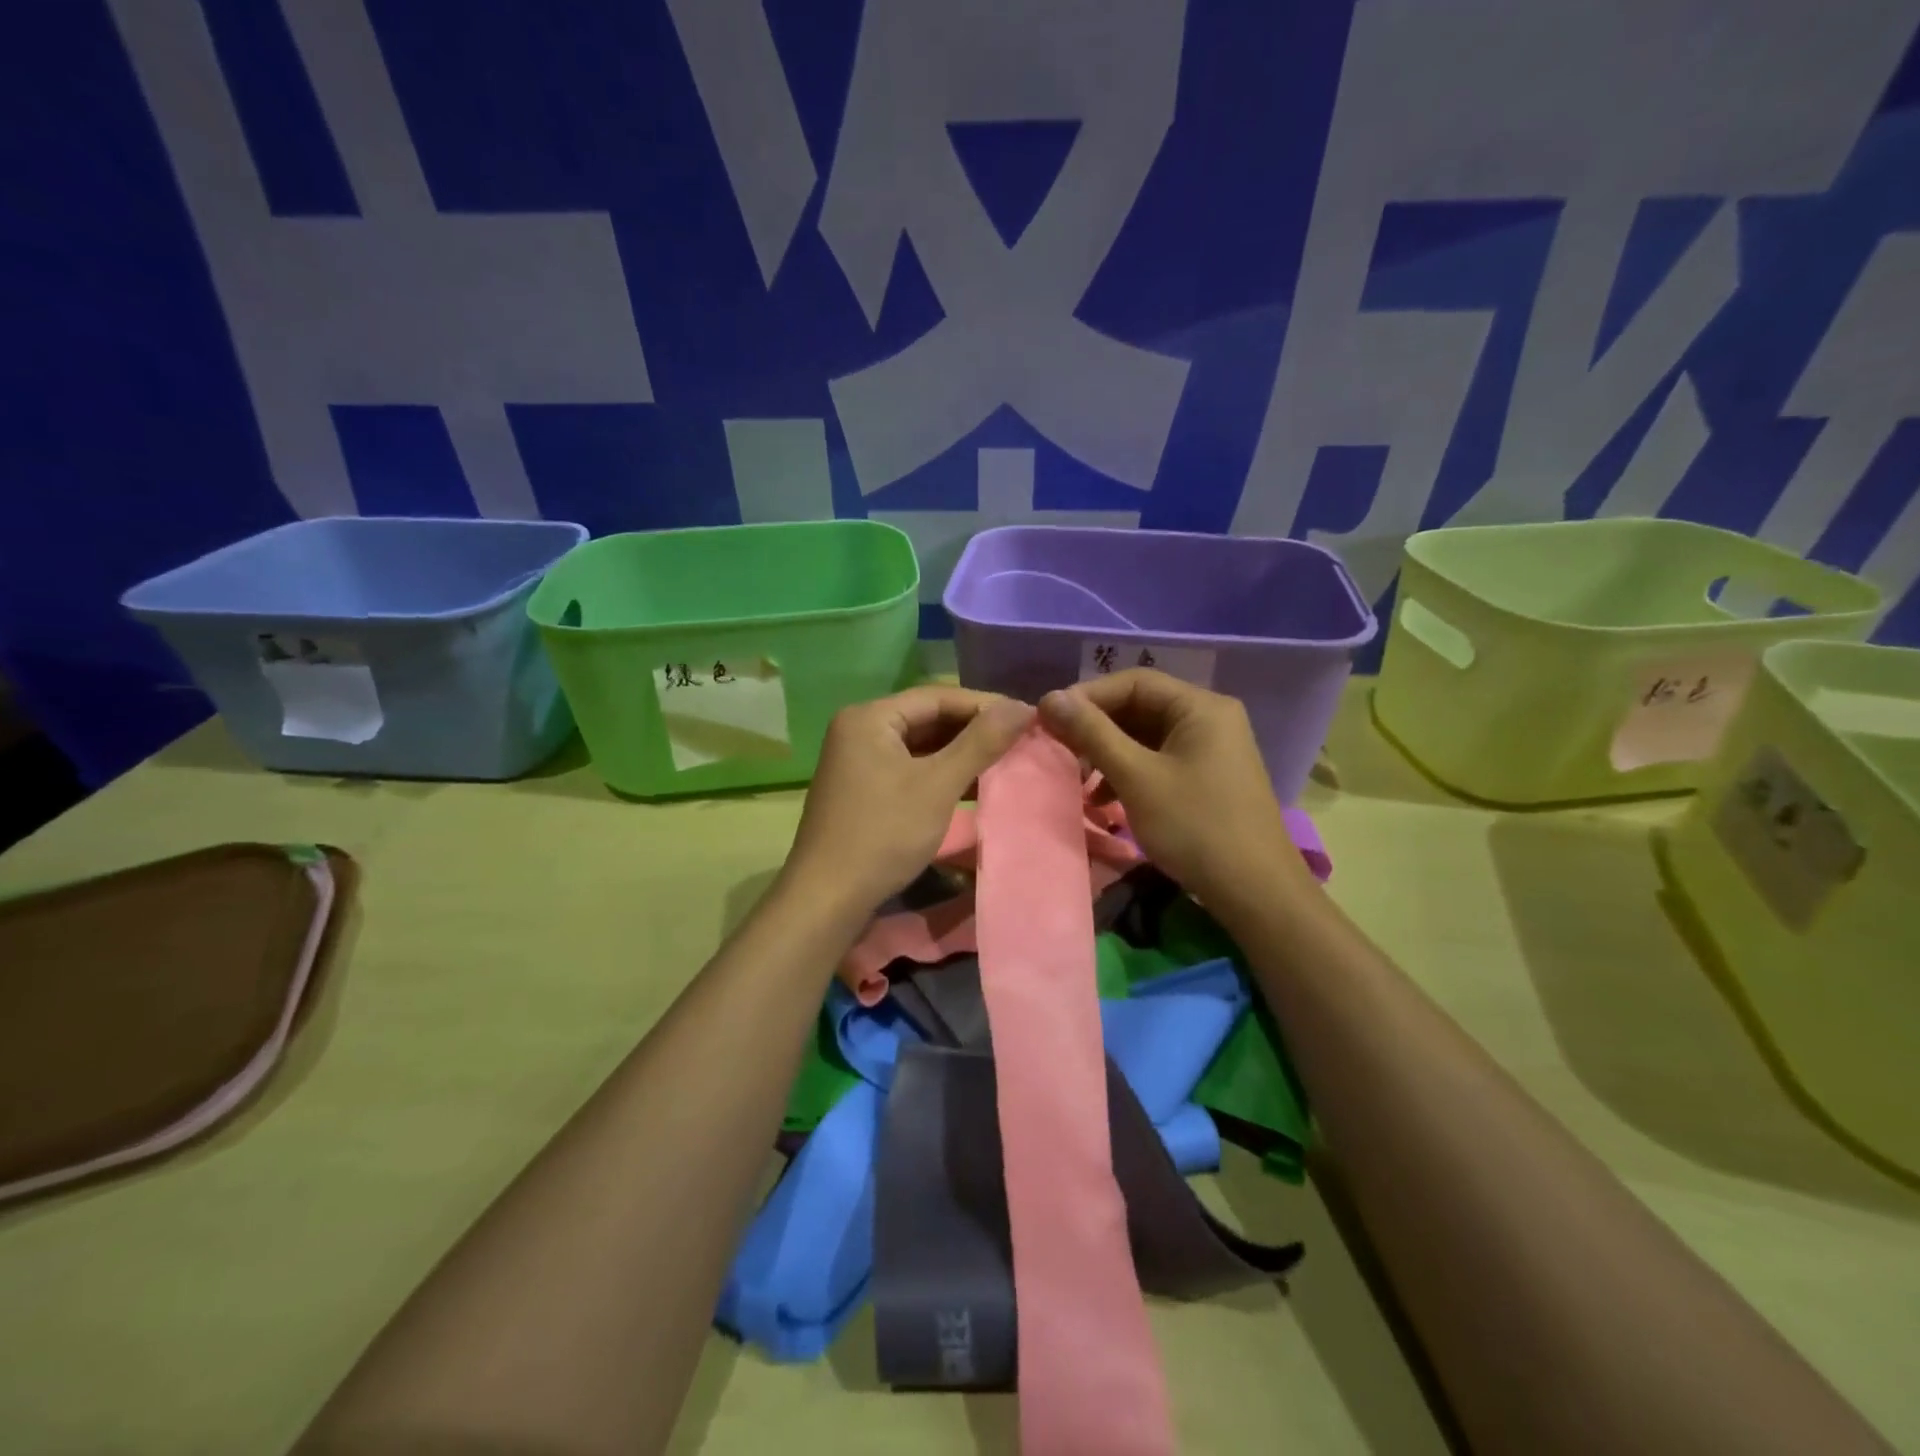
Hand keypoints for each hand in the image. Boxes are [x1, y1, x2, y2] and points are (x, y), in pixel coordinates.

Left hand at [785, 686, 1035, 915]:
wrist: (827, 898)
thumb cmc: (883, 834)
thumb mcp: (938, 785)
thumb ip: (980, 743)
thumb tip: (1022, 706)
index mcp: (869, 717)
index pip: (937, 696)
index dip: (985, 705)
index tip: (1026, 717)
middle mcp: (859, 730)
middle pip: (927, 718)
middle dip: (974, 730)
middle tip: (1020, 740)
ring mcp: (858, 761)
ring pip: (920, 746)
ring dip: (960, 753)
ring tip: (1005, 761)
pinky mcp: (863, 789)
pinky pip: (909, 768)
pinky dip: (940, 774)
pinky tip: (973, 785)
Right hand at [1038, 669, 1305, 906]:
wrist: (1256, 892)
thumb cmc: (1195, 827)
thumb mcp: (1137, 777)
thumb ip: (1093, 734)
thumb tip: (1051, 697)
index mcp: (1200, 707)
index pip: (1133, 682)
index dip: (1087, 697)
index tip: (1049, 720)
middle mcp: (1209, 718)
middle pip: (1140, 707)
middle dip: (1096, 729)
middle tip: (1059, 750)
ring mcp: (1211, 749)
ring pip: (1146, 737)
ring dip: (1108, 754)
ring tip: (1078, 779)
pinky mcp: (1207, 777)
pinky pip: (1159, 760)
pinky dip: (1129, 773)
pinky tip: (1104, 800)